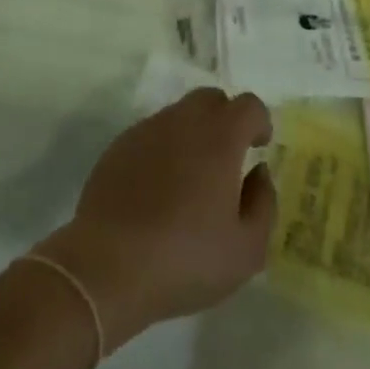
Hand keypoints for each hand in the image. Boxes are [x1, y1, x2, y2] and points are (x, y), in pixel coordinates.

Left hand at [34, 88, 275, 349]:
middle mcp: (183, 122)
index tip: (259, 147)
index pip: (248, 105)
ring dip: (193, 134)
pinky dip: (163, 150)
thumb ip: (263, 203)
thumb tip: (259, 172)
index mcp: (220, 138)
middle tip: (227, 158)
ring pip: (178, 115)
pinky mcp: (117, 148)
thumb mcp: (246, 249)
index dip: (259, 121)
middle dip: (225, 119)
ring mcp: (146, 131)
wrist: (106, 269)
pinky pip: (150, 135)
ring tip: (191, 178)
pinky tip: (158, 190)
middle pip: (211, 99)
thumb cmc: (185, 259)